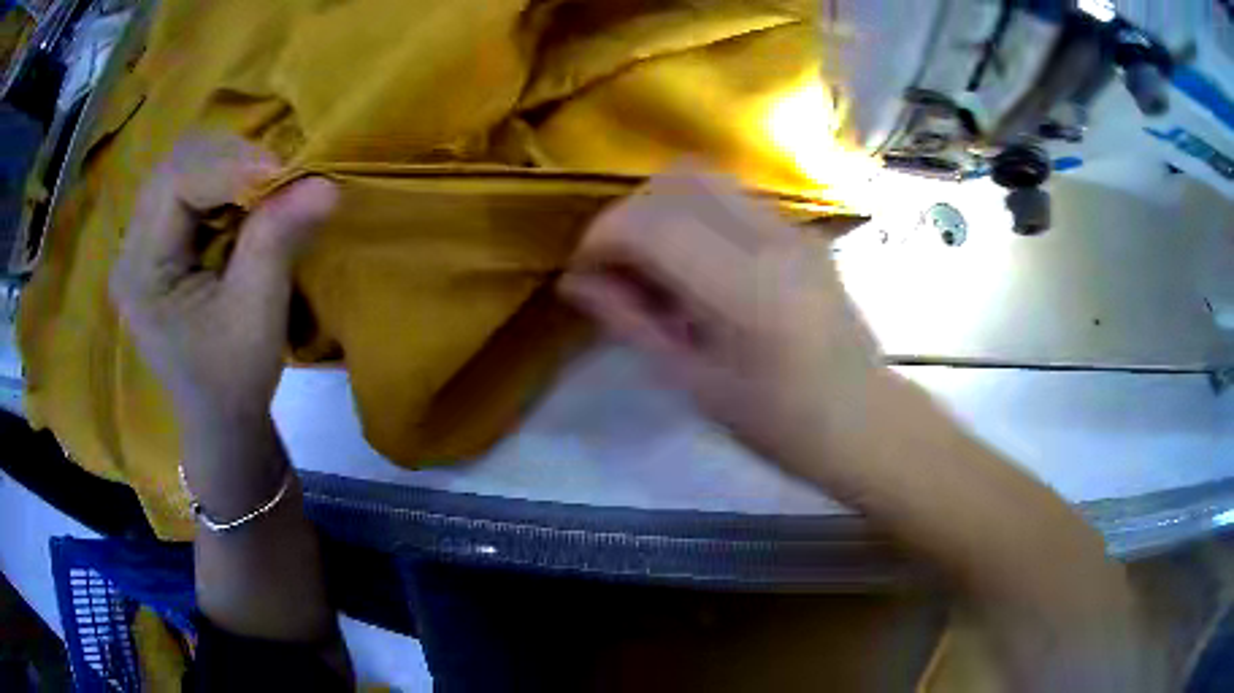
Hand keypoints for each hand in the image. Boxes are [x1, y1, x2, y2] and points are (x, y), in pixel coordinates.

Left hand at [109, 135, 337, 432]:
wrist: (221, 418)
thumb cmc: (234, 378)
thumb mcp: (257, 314)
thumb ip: (278, 240)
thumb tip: (324, 182)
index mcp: (140, 273)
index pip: (175, 185)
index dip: (229, 168)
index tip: (284, 177)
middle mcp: (129, 249)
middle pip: (173, 166)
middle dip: (229, 160)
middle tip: (277, 177)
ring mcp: (140, 244)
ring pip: (181, 169)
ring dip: (227, 167)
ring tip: (264, 188)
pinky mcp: (157, 244)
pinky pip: (186, 188)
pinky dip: (222, 182)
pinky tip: (245, 200)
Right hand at [559, 168, 882, 474]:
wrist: (863, 419)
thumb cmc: (778, 423)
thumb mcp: (693, 381)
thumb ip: (630, 320)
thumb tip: (575, 281)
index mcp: (745, 288)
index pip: (651, 223)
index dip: (601, 237)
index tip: (583, 271)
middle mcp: (772, 238)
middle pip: (678, 179)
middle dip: (629, 212)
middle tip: (616, 264)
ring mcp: (793, 228)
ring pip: (706, 178)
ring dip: (662, 207)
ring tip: (651, 262)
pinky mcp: (802, 231)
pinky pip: (732, 198)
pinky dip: (694, 214)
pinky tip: (695, 264)